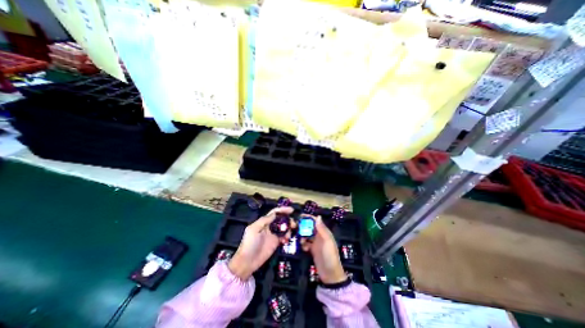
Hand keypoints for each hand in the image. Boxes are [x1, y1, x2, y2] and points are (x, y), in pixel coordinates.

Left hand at [228, 207, 291, 279]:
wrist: (247, 262)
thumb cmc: (249, 244)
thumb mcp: (254, 229)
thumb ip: (264, 220)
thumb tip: (275, 213)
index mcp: (264, 222)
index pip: (275, 213)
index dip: (283, 210)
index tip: (291, 210)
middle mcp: (269, 226)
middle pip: (281, 219)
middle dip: (288, 219)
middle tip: (294, 223)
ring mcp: (273, 235)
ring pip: (284, 228)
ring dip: (289, 228)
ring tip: (292, 231)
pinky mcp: (276, 243)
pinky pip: (284, 237)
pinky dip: (287, 237)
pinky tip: (286, 240)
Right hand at [302, 215, 345, 283]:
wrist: (330, 275)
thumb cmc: (330, 256)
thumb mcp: (327, 241)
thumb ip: (322, 229)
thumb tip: (318, 216)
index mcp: (324, 232)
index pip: (315, 221)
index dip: (308, 218)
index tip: (299, 216)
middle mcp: (319, 235)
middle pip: (309, 227)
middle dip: (303, 227)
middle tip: (295, 228)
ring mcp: (315, 243)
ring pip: (306, 235)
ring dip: (302, 236)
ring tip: (300, 241)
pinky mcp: (312, 250)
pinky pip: (305, 243)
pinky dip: (303, 244)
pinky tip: (303, 248)